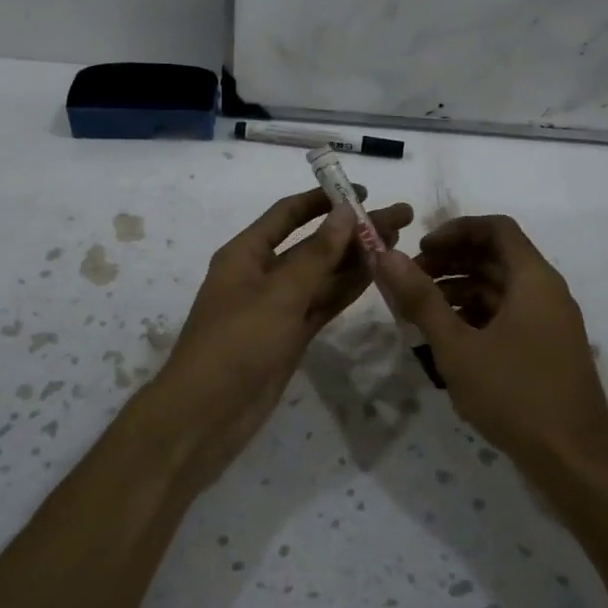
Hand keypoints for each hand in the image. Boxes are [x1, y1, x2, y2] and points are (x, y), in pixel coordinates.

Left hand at [148, 188, 412, 487]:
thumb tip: (346, 211)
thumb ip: (316, 254)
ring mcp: (278, 307)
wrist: (207, 416)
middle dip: (353, 229)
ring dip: (357, 258)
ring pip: (323, 274)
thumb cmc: (236, 343)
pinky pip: (323, 303)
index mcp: (246, 253)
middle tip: (400, 217)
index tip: (363, 192)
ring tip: (398, 241)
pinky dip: (347, 289)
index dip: (323, 200)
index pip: (288, 214)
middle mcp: (262, 274)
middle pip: (314, 243)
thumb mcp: (278, 294)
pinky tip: (377, 274)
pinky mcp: (291, 335)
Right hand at [373, 215, 607, 476]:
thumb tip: (385, 256)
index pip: (496, 228)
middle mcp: (546, 292)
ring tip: (419, 313)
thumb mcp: (457, 346)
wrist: (576, 464)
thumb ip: (420, 299)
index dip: (455, 230)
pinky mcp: (546, 351)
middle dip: (451, 262)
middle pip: (496, 257)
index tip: (421, 249)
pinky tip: (447, 340)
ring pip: (500, 289)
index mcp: (534, 279)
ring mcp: (549, 323)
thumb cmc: (515, 395)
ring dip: (459, 291)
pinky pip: (508, 316)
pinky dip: (476, 317)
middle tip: (411, 280)